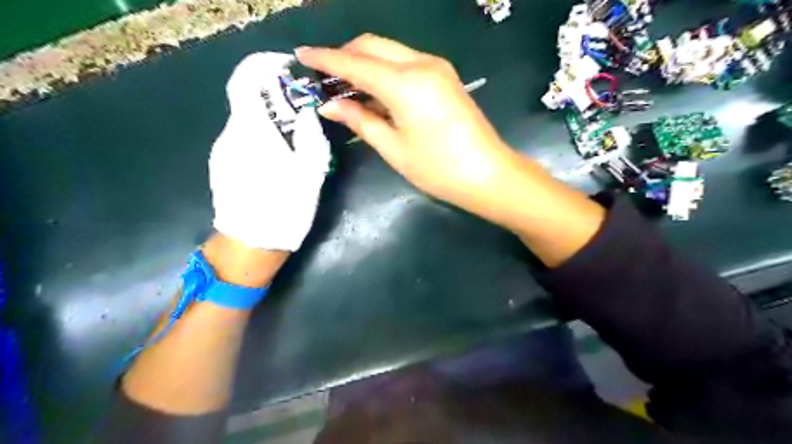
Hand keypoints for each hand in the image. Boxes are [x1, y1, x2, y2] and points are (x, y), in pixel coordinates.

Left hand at [209, 50, 330, 250]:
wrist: (250, 246)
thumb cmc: (284, 209)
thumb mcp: (309, 173)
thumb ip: (310, 137)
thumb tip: (307, 112)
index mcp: (252, 133)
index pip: (245, 81)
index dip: (264, 67)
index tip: (287, 69)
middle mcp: (230, 135)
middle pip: (247, 100)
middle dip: (274, 97)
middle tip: (302, 109)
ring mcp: (222, 151)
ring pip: (246, 121)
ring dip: (269, 118)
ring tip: (294, 136)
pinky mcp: (222, 165)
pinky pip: (242, 139)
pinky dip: (261, 135)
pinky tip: (277, 157)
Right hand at [297, 34, 607, 266]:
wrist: (488, 175)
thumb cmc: (438, 169)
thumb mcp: (393, 148)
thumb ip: (360, 120)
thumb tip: (330, 104)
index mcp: (404, 83)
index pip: (354, 63)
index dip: (325, 59)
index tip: (301, 55)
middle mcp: (421, 64)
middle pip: (373, 46)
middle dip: (345, 56)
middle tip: (325, 77)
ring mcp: (436, 68)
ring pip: (389, 52)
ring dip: (365, 63)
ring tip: (346, 88)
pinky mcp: (445, 77)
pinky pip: (405, 63)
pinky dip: (385, 71)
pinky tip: (375, 92)